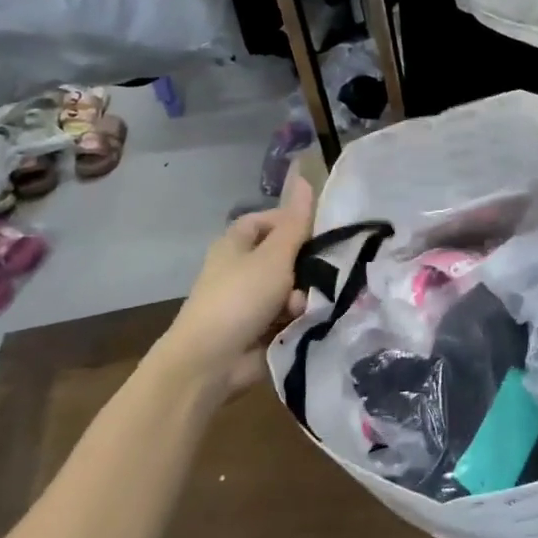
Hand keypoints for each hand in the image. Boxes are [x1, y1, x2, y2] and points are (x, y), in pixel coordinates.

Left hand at [154, 169, 313, 399]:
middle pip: (286, 255)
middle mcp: (242, 268)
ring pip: (292, 286)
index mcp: (236, 243)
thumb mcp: (274, 255)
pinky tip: (308, 321)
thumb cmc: (240, 297)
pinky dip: (299, 317)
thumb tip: (302, 175)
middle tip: (325, 271)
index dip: (295, 222)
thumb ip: (296, 221)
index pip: (270, 220)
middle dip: (307, 265)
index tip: (322, 231)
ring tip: (308, 305)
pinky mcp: (261, 328)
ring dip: (304, 295)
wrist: (211, 361)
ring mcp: (251, 300)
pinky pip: (290, 314)